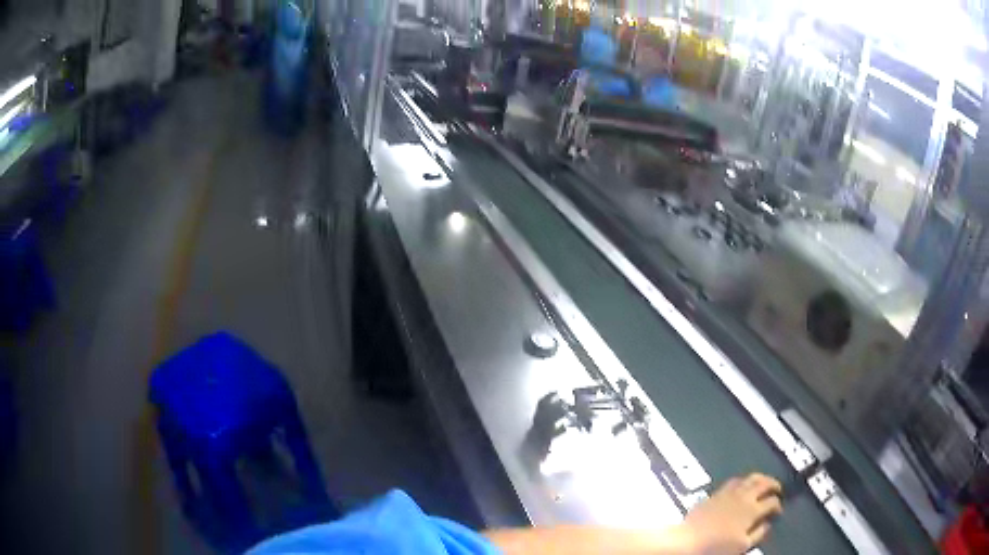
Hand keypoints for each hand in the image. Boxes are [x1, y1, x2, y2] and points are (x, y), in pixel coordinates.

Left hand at [679, 473, 782, 554]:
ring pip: (749, 478)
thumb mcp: (742, 546)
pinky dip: (743, 481)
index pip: (772, 501)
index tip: (778, 511)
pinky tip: (741, 487)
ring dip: (759, 479)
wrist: (687, 541)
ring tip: (763, 483)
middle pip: (764, 483)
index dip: (778, 505)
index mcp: (752, 510)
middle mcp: (743, 497)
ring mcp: (728, 492)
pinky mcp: (714, 493)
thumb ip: (758, 534)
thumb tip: (767, 524)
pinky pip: (733, 481)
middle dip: (773, 484)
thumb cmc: (716, 547)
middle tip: (777, 489)